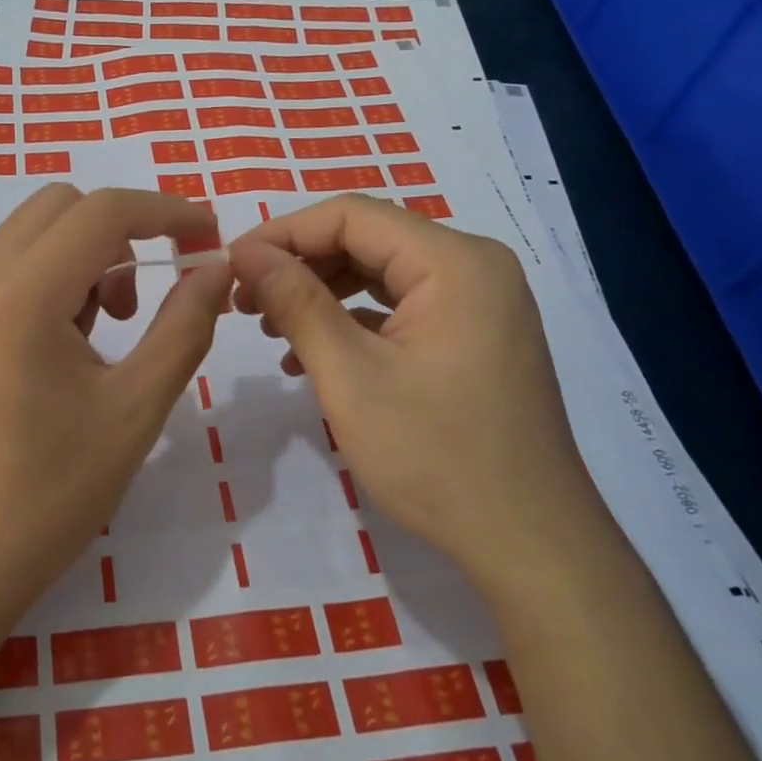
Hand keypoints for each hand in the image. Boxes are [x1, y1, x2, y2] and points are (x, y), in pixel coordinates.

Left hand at [0, 185, 230, 633]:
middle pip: (62, 206)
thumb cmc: (49, 494)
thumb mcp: (134, 411)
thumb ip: (183, 327)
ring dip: (89, 253)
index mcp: (20, 295)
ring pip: (34, 233)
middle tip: (161, 283)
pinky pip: (12, 269)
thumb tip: (216, 269)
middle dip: (124, 228)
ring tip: (121, 323)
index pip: (103, 212)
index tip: (211, 235)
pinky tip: (79, 341)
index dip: (167, 211)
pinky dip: (58, 277)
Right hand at [227, 195, 614, 594]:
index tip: (231, 265)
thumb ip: (296, 302)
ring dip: (320, 293)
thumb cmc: (436, 457)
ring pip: (380, 274)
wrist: (530, 544)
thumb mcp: (350, 376)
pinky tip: (310, 356)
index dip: (282, 234)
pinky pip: (401, 307)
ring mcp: (479, 302)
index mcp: (454, 262)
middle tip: (243, 301)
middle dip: (299, 265)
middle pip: (367, 240)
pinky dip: (353, 321)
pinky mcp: (474, 335)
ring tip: (269, 327)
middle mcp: (474, 266)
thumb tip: (246, 252)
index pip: (350, 216)